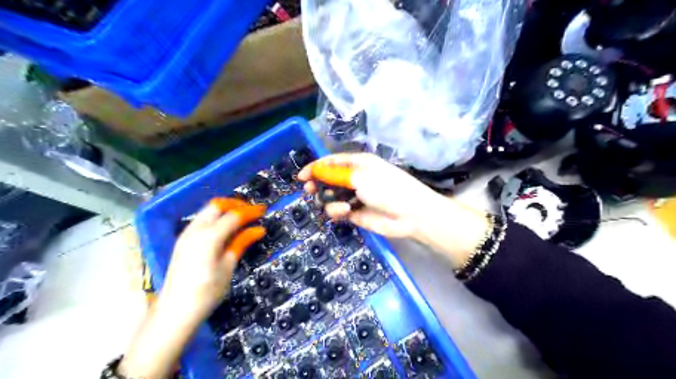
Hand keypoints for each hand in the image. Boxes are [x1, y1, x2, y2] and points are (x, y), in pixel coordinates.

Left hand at [116, 200, 265, 376]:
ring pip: (207, 211)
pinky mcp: (183, 241)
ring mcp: (186, 235)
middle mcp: (195, 230)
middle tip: (251, 212)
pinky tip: (225, 229)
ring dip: (225, 210)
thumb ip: (241, 243)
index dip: (250, 211)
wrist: (175, 311)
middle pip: (217, 205)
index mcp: (209, 236)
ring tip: (241, 219)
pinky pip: (201, 221)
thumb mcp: (228, 267)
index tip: (263, 210)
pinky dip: (215, 218)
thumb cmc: (206, 292)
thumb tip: (258, 229)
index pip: (234, 215)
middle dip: (235, 205)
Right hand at [299, 153, 443, 236]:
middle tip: (310, 190)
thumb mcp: (359, 176)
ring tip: (341, 206)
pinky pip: (338, 211)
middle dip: (318, 184)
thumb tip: (315, 170)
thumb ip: (335, 174)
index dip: (315, 167)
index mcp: (358, 163)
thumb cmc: (387, 188)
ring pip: (331, 197)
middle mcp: (355, 178)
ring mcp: (355, 196)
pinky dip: (338, 211)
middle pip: (328, 179)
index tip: (301, 177)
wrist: (410, 215)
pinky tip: (346, 212)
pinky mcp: (355, 213)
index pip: (331, 162)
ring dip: (330, 201)